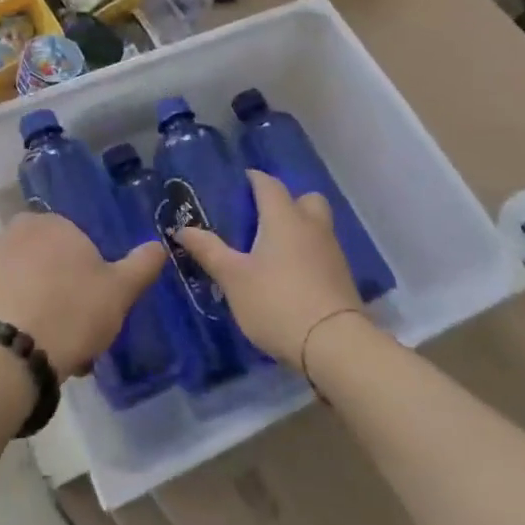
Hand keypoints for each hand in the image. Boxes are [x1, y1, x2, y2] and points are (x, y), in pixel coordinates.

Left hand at [0, 212, 165, 375]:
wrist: (15, 353)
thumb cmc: (74, 311)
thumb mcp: (120, 290)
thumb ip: (142, 264)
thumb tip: (159, 245)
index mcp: (54, 221)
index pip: (80, 241)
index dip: (92, 273)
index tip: (100, 302)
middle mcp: (20, 231)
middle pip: (55, 260)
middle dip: (69, 288)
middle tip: (85, 324)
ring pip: (35, 281)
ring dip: (49, 305)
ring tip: (66, 343)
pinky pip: (15, 297)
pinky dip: (28, 314)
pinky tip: (42, 344)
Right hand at [175, 170, 364, 367]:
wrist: (334, 345)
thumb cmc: (276, 301)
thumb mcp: (233, 277)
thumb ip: (208, 250)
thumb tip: (182, 229)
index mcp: (283, 218)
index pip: (269, 185)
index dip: (254, 179)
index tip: (240, 181)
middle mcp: (312, 226)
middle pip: (305, 199)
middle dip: (286, 201)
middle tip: (262, 217)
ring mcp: (332, 252)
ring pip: (317, 225)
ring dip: (298, 228)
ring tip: (272, 248)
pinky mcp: (342, 278)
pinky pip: (322, 251)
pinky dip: (307, 253)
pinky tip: (290, 274)